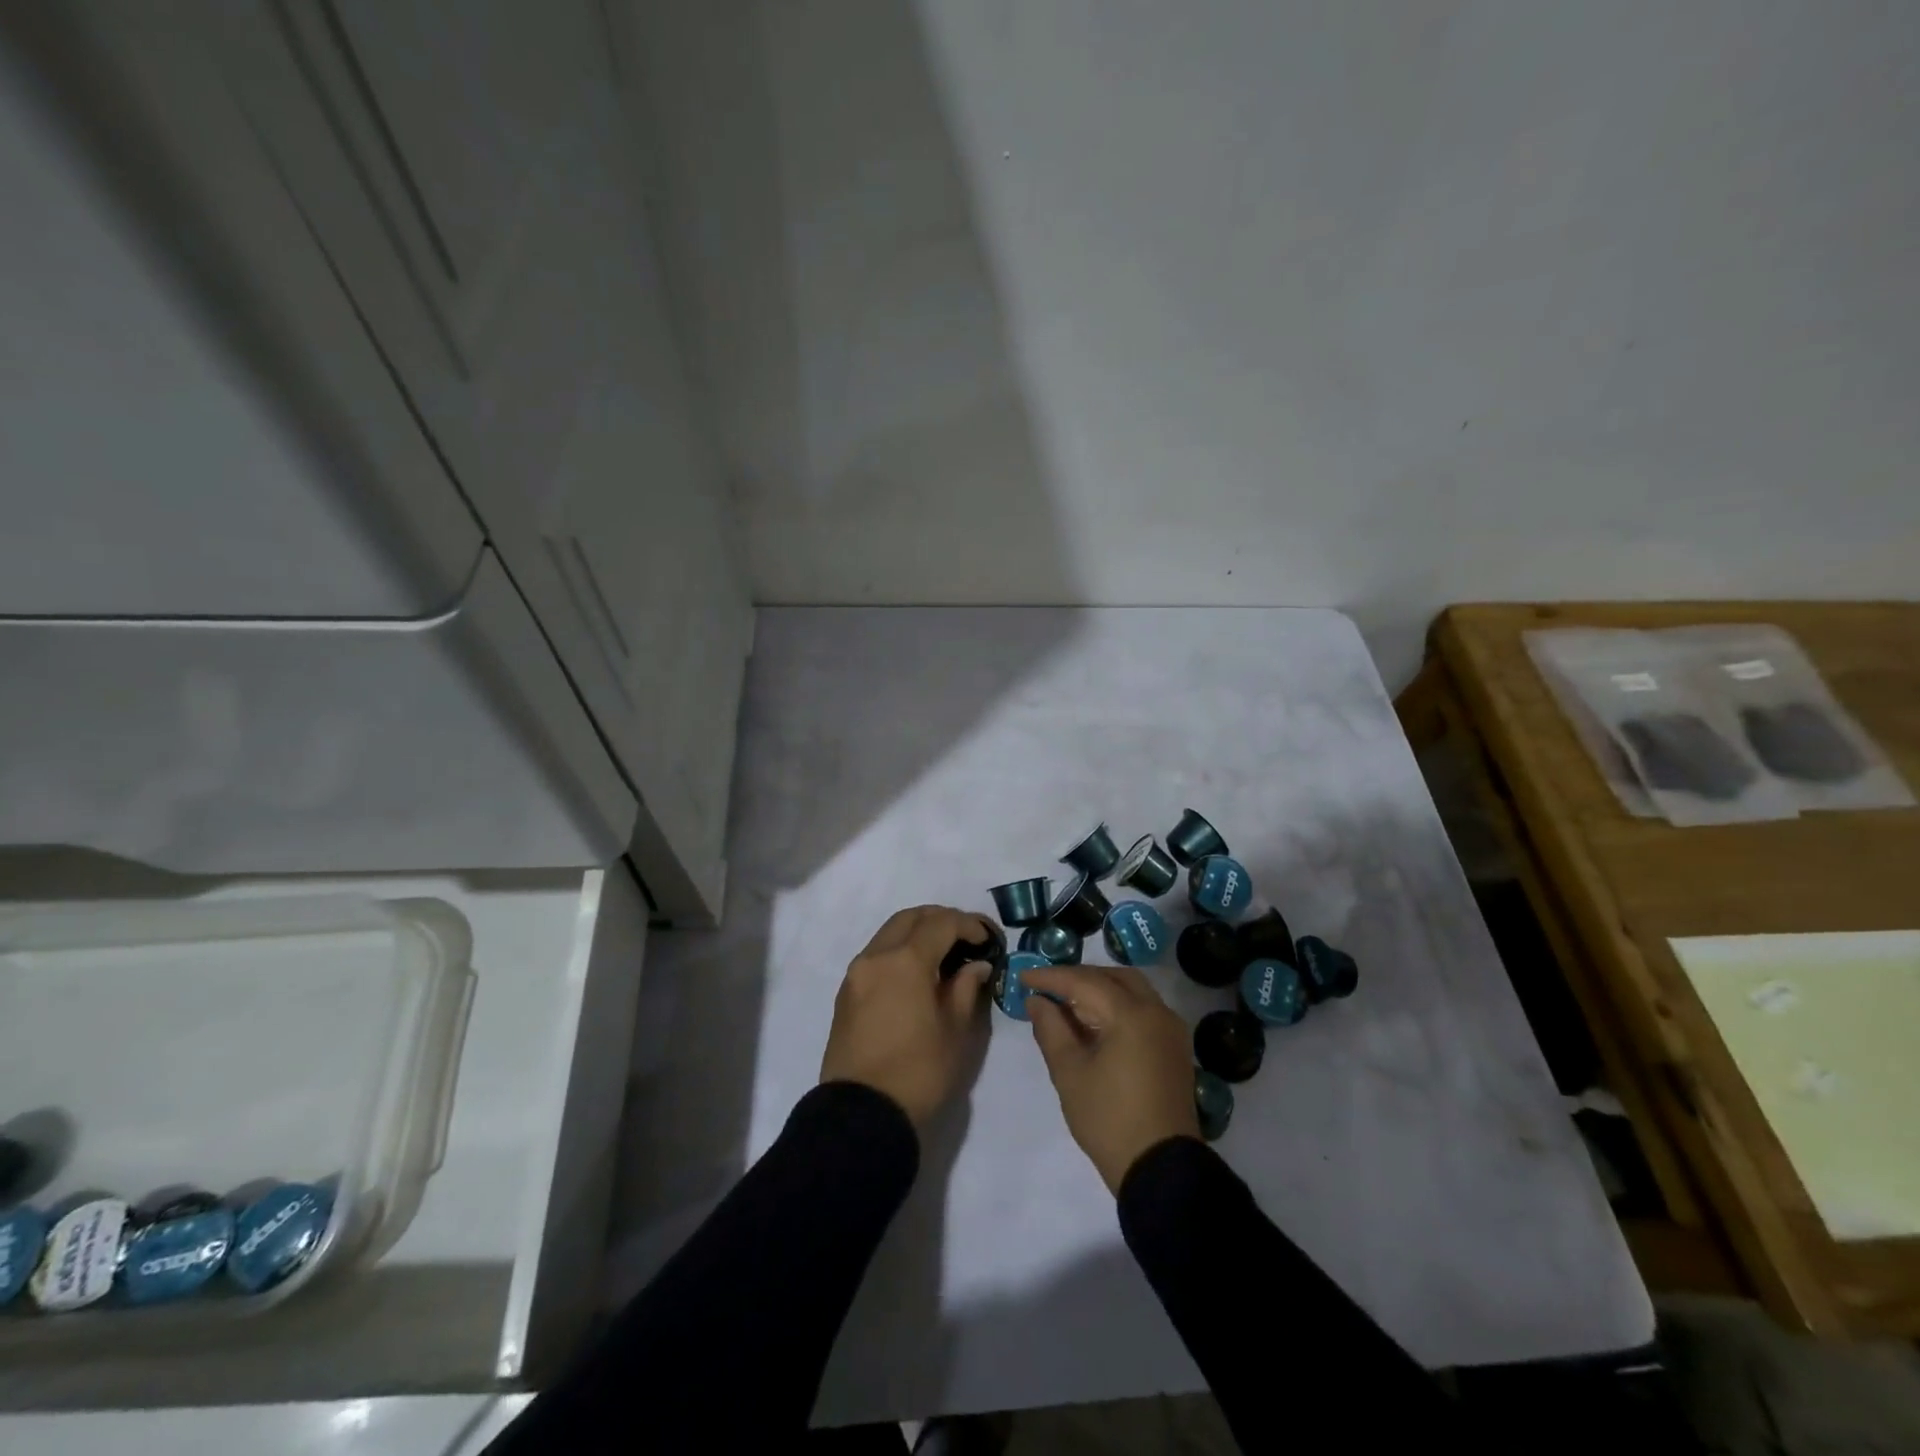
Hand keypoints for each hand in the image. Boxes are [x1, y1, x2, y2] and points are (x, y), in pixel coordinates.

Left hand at [820, 905, 993, 1127]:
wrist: (862, 1116)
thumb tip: (975, 966)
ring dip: (918, 933)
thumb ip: (966, 988)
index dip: (969, 925)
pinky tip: (917, 974)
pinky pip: (876, 955)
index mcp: (905, 961)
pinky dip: (899, 951)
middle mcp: (876, 957)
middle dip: (941, 919)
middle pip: (911, 918)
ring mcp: (856, 974)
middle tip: (967, 938)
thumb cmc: (919, 1073)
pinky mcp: (846, 993)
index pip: (941, 923)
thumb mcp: (956, 1032)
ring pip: (889, 933)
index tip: (988, 940)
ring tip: (944, 954)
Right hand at [1024, 965, 1199, 1193]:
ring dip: (1100, 988)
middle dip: (1079, 977)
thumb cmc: (1109, 1120)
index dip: (1051, 977)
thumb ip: (1051, 1028)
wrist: (1161, 1169)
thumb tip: (1037, 1000)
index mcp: (1131, 1015)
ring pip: (1132, 990)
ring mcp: (1171, 1028)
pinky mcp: (1175, 1047)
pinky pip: (1144, 1009)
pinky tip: (1096, 1022)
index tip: (1022, 976)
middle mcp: (1156, 1011)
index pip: (1084, 982)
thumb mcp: (1070, 1073)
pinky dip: (1118, 1005)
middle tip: (1048, 987)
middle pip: (1113, 977)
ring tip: (1068, 1003)